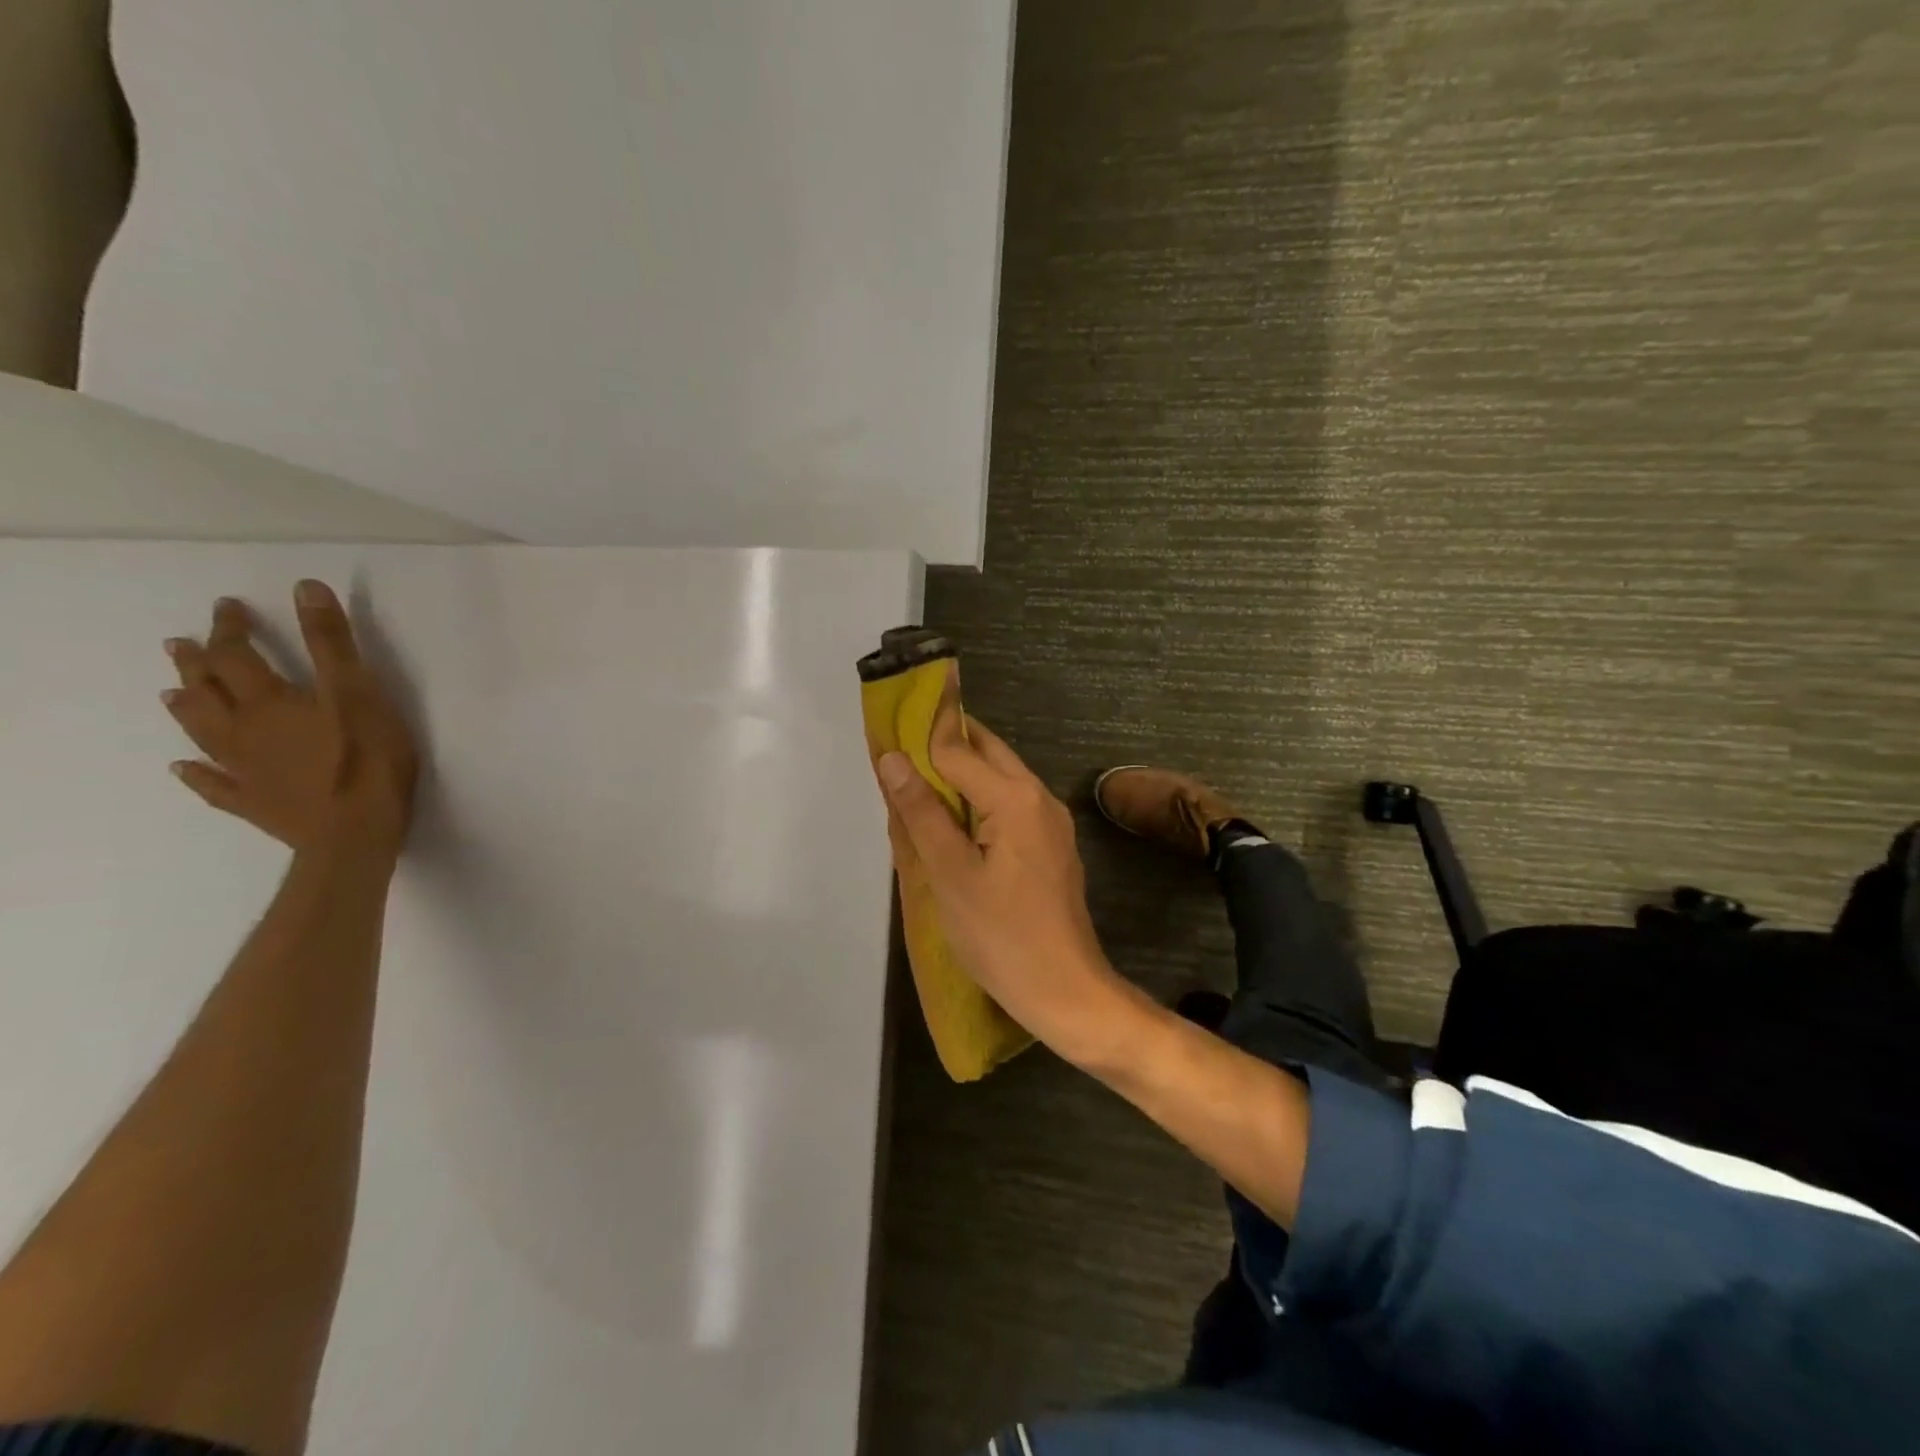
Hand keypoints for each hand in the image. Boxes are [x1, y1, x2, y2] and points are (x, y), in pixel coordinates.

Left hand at [161, 580, 417, 858]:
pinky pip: (212, 785)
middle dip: (197, 663)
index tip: (229, 607)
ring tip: (173, 694)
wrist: (353, 835)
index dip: (231, 629)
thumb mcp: (359, 694)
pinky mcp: (254, 802)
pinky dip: (195, 774)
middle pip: (209, 691)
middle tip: (183, 644)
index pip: (237, 655)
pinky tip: (184, 769)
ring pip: (202, 732)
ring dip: (187, 708)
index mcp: (270, 703)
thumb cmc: (366, 762)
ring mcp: (243, 770)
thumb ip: (332, 644)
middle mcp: (244, 731)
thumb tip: (303, 589)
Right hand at [874, 685, 1137, 1063]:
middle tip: (899, 749)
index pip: (958, 749)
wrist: (1066, 991)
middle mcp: (1039, 796)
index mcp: (1014, 797)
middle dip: (943, 744)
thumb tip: (892, 758)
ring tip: (917, 783)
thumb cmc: (1001, 936)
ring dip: (960, 772)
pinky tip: (952, 820)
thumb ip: (921, 812)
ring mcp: (1050, 821)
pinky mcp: (1051, 845)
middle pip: (986, 752)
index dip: (921, 734)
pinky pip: (1010, 805)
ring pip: (999, 777)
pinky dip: (978, 799)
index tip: (890, 720)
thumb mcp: (950, 875)